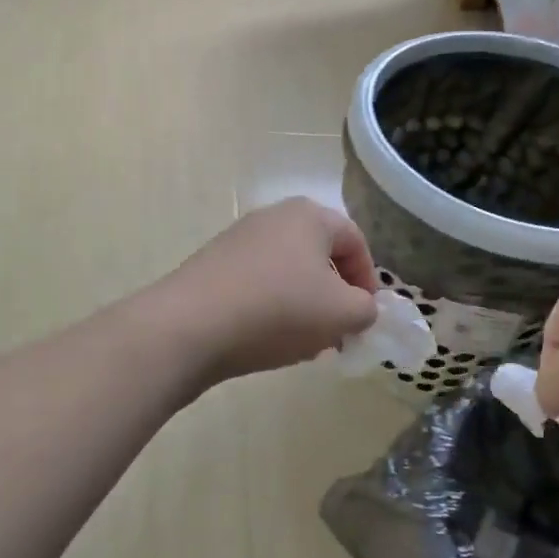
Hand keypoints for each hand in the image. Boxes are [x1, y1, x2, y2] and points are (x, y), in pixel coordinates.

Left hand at [161, 199, 379, 382]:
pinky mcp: (212, 265)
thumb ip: (366, 309)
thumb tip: (361, 309)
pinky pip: (257, 283)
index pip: (355, 241)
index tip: (367, 315)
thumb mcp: (342, 314)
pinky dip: (271, 307)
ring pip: (287, 271)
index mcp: (309, 216)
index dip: (369, 279)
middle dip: (335, 294)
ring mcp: (238, 239)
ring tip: (303, 341)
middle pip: (319, 254)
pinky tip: (266, 338)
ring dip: (303, 303)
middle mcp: (273, 217)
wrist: (189, 327)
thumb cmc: (278, 310)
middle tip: (338, 330)